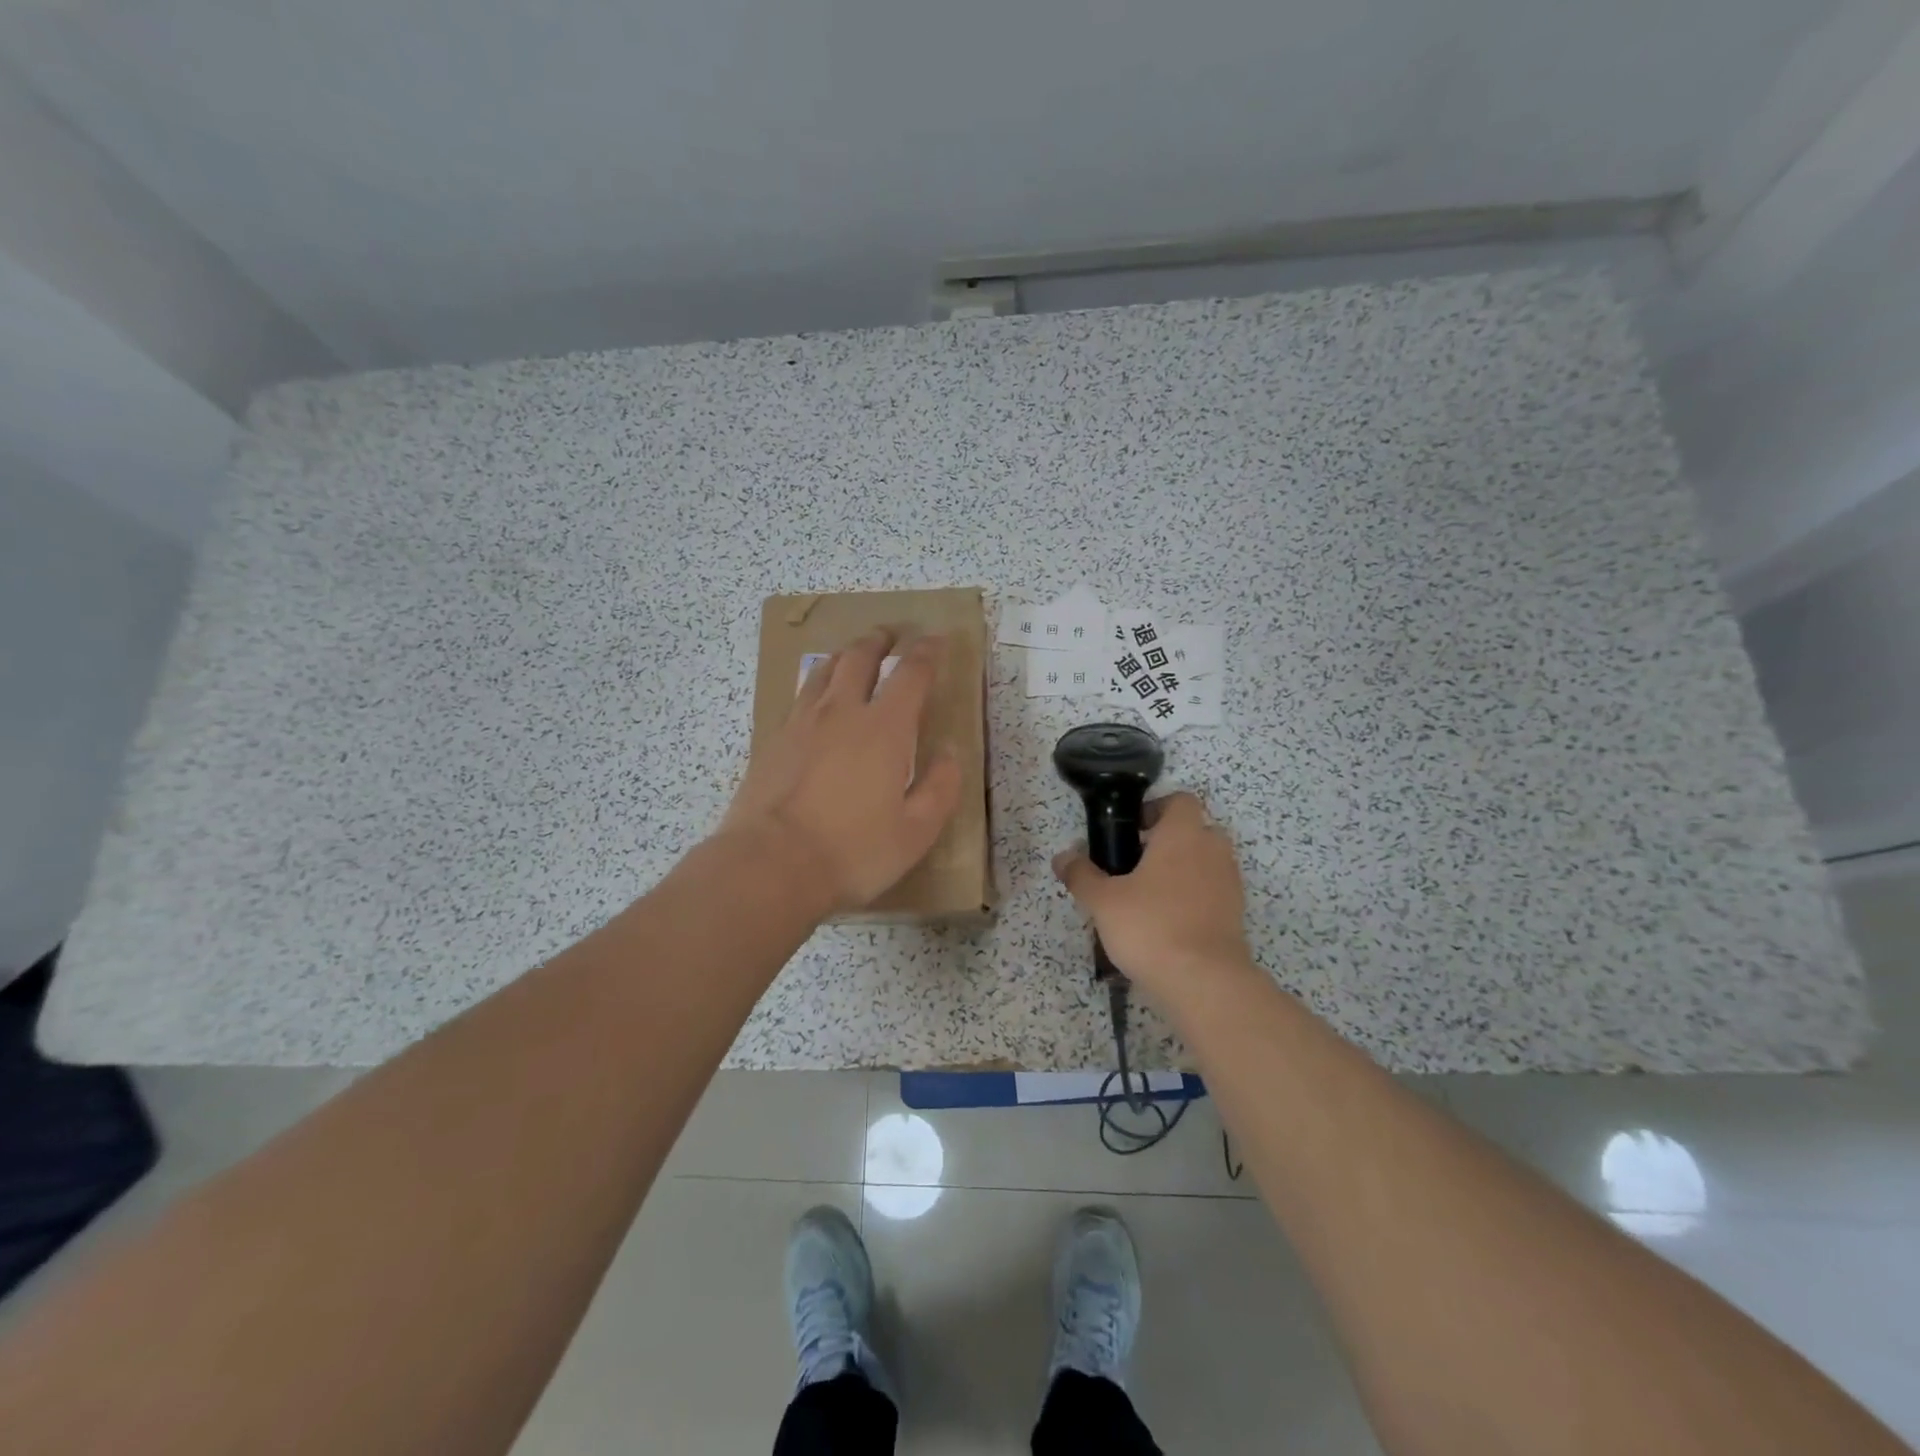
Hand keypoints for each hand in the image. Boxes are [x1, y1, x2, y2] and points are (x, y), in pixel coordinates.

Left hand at [722, 630, 962, 913]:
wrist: (770, 865)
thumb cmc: (853, 852)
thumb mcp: (916, 831)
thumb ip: (940, 788)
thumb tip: (950, 754)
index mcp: (884, 729)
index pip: (911, 674)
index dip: (927, 652)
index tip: (936, 639)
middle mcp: (842, 713)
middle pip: (860, 658)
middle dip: (880, 641)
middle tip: (890, 634)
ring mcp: (801, 724)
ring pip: (824, 671)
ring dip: (844, 655)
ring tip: (853, 654)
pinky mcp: (773, 741)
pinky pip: (800, 697)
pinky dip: (816, 685)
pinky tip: (816, 698)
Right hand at [1052, 792, 1254, 1003]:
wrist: (1205, 981)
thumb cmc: (1151, 926)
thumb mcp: (1103, 901)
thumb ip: (1081, 874)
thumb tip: (1062, 857)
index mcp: (1183, 834)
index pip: (1179, 800)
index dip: (1155, 809)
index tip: (1131, 830)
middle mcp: (1212, 850)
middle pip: (1195, 829)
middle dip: (1168, 840)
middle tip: (1136, 863)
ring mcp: (1230, 882)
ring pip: (1205, 861)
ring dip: (1182, 869)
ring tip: (1149, 896)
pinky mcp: (1235, 914)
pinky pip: (1213, 891)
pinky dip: (1194, 897)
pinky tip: (1167, 922)